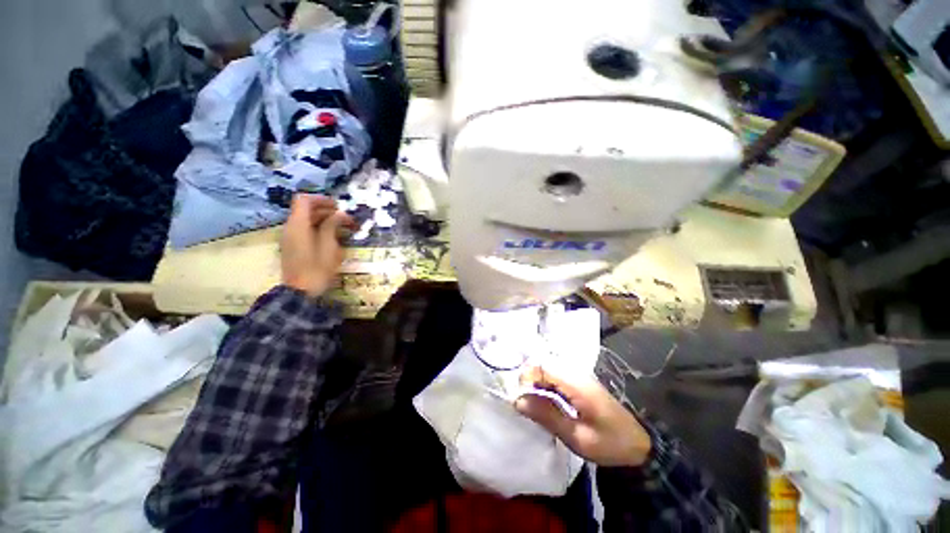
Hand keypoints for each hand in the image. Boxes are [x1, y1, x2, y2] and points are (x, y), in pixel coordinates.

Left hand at [281, 194, 356, 296]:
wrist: (300, 292)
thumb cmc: (317, 269)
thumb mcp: (329, 246)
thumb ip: (332, 226)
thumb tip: (339, 214)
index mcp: (298, 225)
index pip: (304, 200)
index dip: (321, 199)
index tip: (339, 206)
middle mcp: (290, 227)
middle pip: (306, 209)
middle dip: (327, 210)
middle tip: (346, 219)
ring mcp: (290, 237)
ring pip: (306, 219)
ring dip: (324, 220)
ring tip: (343, 228)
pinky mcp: (292, 246)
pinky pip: (304, 229)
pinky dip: (318, 228)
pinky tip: (332, 237)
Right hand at [515, 366, 651, 466]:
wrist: (638, 444)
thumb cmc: (608, 443)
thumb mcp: (576, 437)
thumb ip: (546, 415)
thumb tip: (517, 400)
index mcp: (576, 383)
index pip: (542, 366)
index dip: (526, 377)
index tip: (519, 397)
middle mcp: (576, 373)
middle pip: (543, 364)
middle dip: (529, 380)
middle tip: (523, 402)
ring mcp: (578, 375)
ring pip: (548, 368)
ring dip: (536, 382)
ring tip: (530, 403)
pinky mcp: (579, 381)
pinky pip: (555, 375)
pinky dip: (545, 385)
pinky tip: (543, 400)